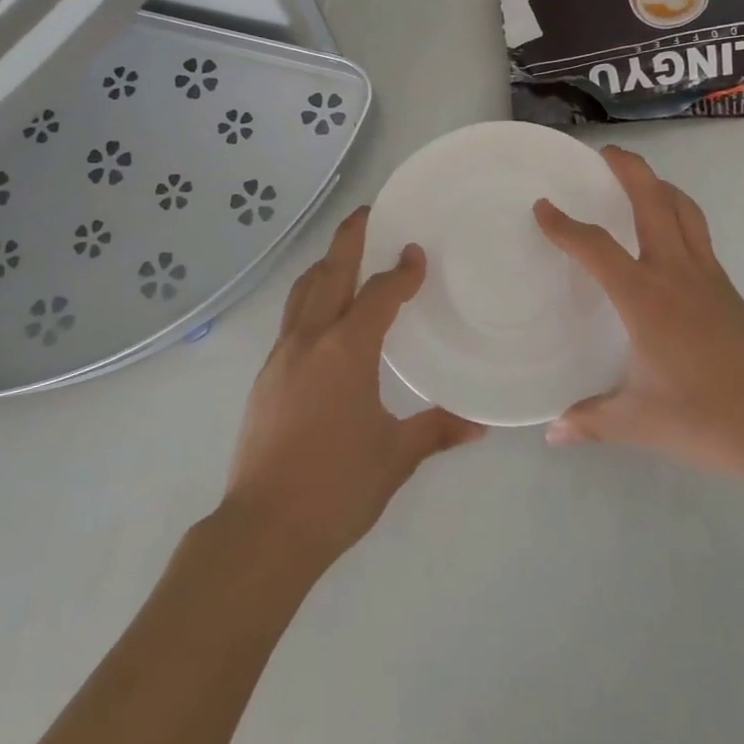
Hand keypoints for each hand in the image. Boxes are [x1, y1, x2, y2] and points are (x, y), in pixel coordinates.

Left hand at [221, 207, 484, 566]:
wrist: (263, 531)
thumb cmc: (336, 488)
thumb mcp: (396, 457)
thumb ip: (437, 431)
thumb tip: (480, 424)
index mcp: (346, 350)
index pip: (379, 294)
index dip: (401, 271)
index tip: (416, 254)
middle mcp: (310, 340)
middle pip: (329, 273)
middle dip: (349, 239)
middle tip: (366, 212)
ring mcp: (281, 357)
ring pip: (302, 292)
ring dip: (324, 266)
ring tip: (342, 255)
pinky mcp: (265, 378)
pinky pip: (291, 319)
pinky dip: (310, 299)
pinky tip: (323, 318)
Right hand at [534, 146, 743, 483]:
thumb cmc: (705, 418)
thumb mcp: (637, 422)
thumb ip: (591, 420)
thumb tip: (552, 432)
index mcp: (645, 298)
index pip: (596, 247)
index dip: (564, 225)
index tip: (543, 207)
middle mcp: (676, 273)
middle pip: (652, 201)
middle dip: (628, 170)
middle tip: (604, 153)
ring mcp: (707, 276)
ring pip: (683, 210)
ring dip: (659, 185)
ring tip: (640, 180)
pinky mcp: (727, 288)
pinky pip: (698, 233)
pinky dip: (679, 214)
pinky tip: (669, 233)